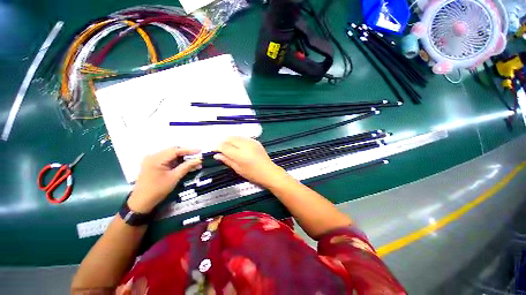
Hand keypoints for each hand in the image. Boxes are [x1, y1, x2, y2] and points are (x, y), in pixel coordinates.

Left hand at [128, 148, 201, 212]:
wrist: (141, 202)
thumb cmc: (158, 190)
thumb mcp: (174, 177)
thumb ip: (187, 166)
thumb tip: (199, 159)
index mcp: (156, 159)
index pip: (175, 151)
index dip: (189, 150)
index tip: (200, 151)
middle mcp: (152, 156)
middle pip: (173, 151)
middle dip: (186, 154)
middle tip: (197, 157)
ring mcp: (151, 159)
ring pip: (170, 154)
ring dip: (182, 158)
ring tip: (193, 161)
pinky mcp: (152, 164)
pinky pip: (167, 159)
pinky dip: (176, 161)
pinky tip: (184, 164)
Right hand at [214, 137, 287, 186]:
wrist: (269, 171)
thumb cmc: (253, 174)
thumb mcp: (238, 169)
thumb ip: (227, 160)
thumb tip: (216, 155)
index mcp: (240, 154)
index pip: (224, 146)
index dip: (217, 147)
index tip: (214, 150)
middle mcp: (245, 145)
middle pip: (230, 138)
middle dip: (223, 142)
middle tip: (221, 149)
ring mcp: (251, 142)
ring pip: (236, 136)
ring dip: (230, 140)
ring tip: (229, 147)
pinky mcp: (255, 141)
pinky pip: (243, 137)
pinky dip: (238, 140)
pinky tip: (238, 146)